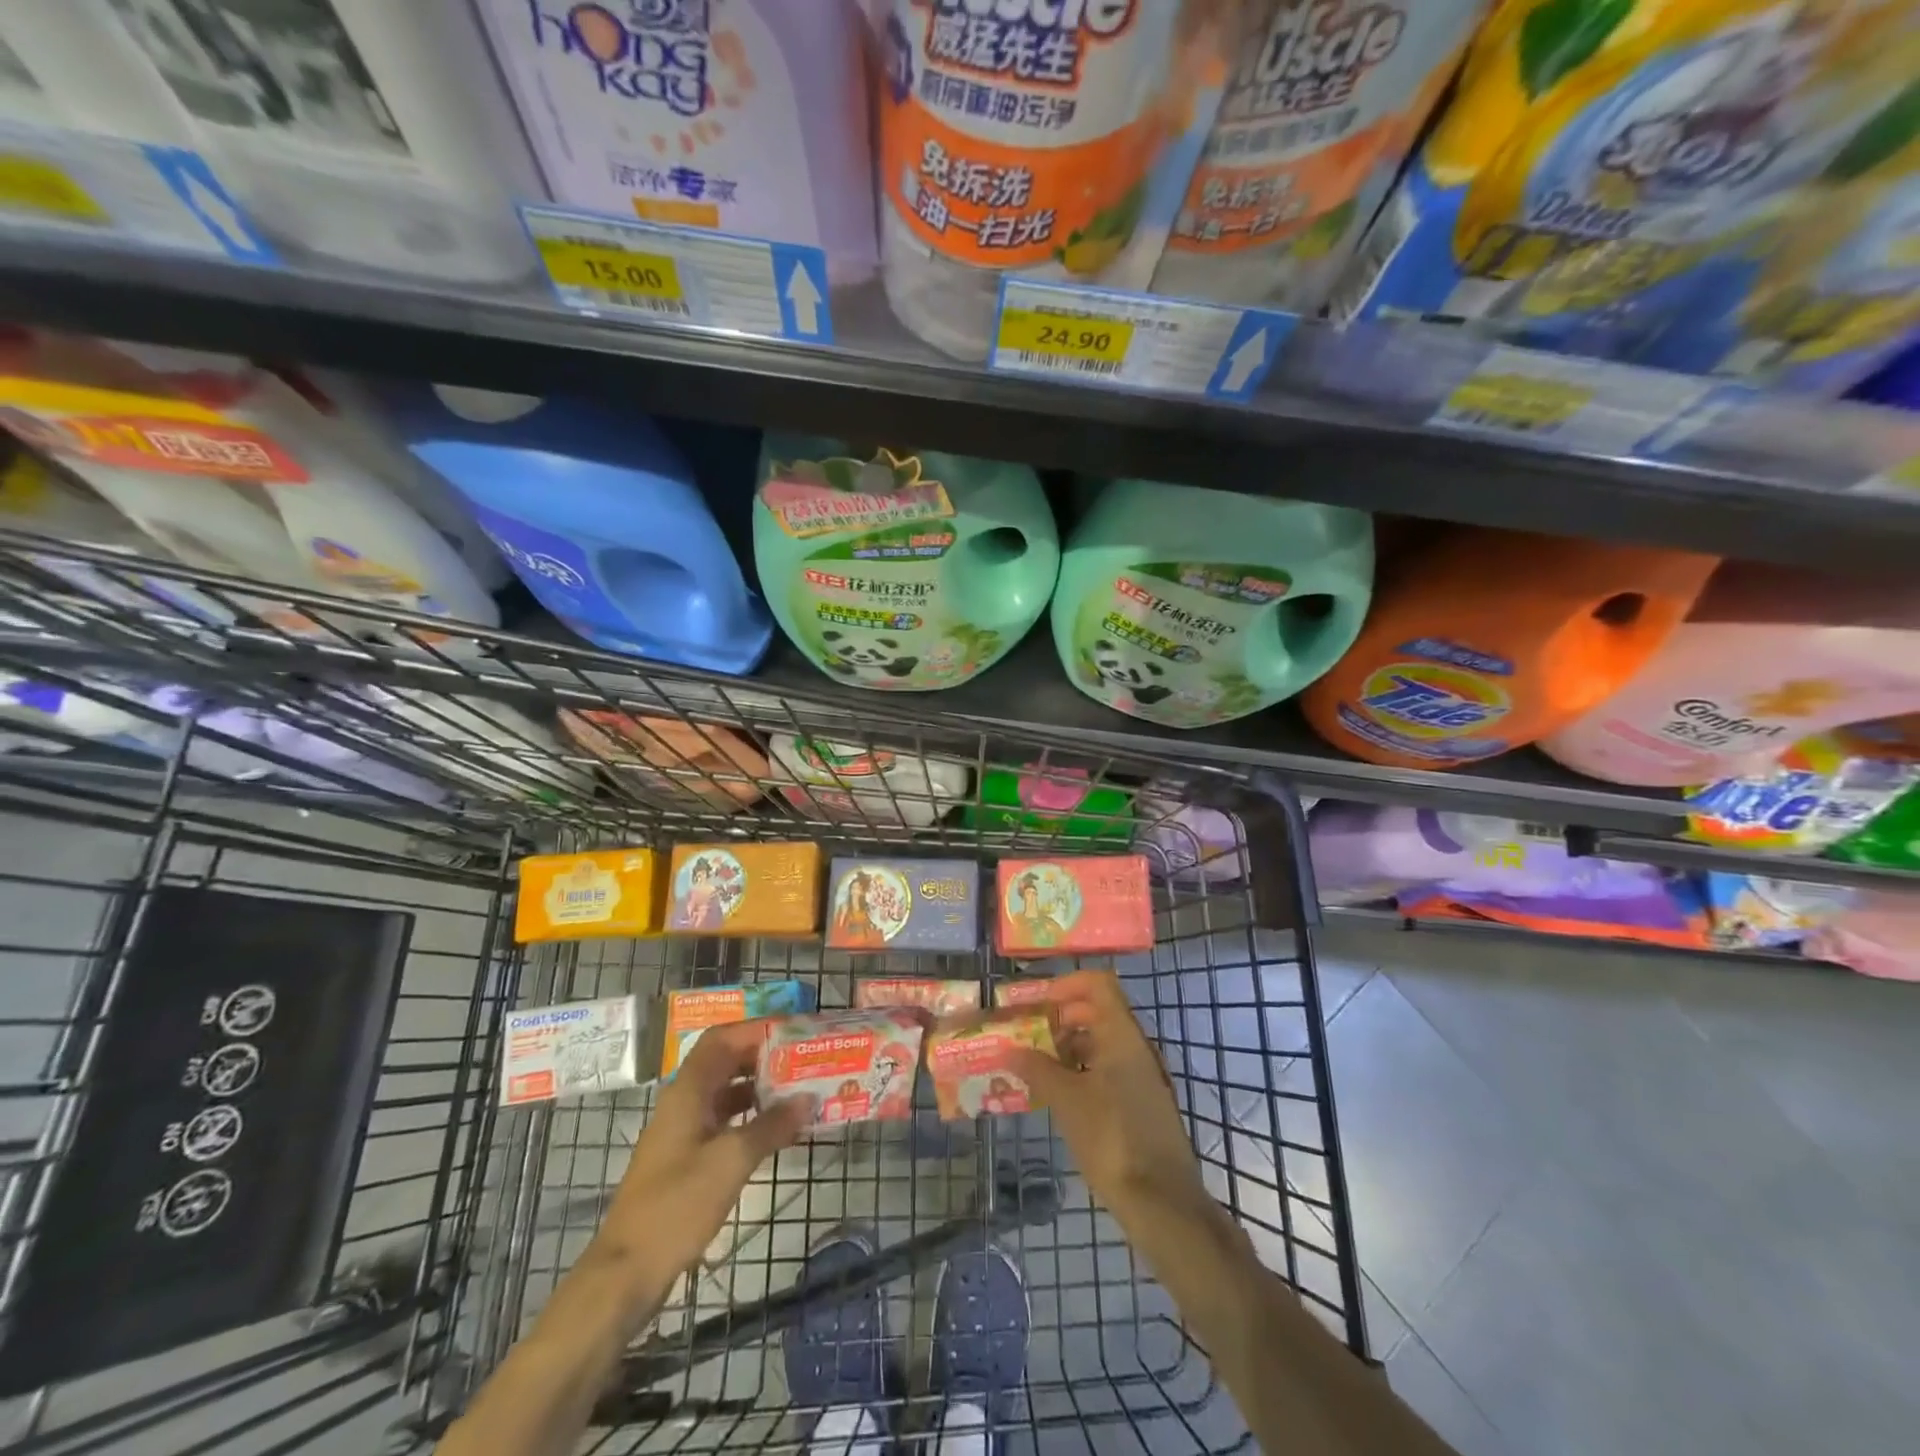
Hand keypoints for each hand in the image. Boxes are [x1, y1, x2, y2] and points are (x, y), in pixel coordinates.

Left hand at [595, 1020, 810, 1282]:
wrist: (627, 1272)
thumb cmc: (677, 1206)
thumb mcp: (731, 1162)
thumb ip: (772, 1126)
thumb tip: (808, 1098)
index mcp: (687, 1091)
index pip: (723, 1038)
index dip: (757, 1028)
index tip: (794, 1030)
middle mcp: (684, 1101)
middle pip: (726, 1061)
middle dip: (764, 1056)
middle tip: (804, 1058)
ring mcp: (684, 1131)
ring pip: (727, 1092)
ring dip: (761, 1087)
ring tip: (799, 1089)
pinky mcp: (687, 1158)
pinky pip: (725, 1120)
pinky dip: (751, 1116)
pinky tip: (778, 1128)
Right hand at [1010, 970, 1213, 1229]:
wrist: (1162, 1201)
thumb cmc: (1111, 1138)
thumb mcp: (1066, 1100)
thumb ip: (1036, 1068)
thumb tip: (1009, 1050)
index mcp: (1122, 1035)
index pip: (1098, 985)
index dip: (1066, 985)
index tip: (1036, 1003)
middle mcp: (1136, 1047)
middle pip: (1098, 1012)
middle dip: (1061, 1017)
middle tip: (1029, 1034)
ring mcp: (1143, 1075)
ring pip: (1103, 1042)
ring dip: (1069, 1046)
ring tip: (1036, 1065)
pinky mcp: (1143, 1102)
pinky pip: (1109, 1068)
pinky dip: (1083, 1070)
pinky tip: (1060, 1094)